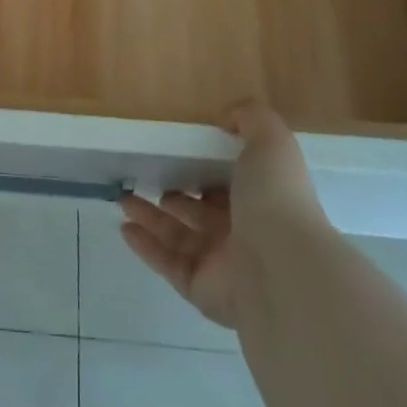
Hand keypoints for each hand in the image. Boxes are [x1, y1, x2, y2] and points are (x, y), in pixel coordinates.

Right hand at [119, 101, 325, 326]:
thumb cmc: (275, 199)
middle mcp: (244, 233)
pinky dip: (146, 246)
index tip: (179, 154)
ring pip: (179, 237)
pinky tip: (125, 227)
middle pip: (201, 212)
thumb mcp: (271, 142)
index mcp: (262, 201)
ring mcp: (222, 265)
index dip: (207, 170)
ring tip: (125, 199)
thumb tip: (226, 117)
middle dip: (175, 196)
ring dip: (151, 218)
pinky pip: (168, 263)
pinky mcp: (201, 289)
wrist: (282, 267)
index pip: (230, 185)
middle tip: (149, 179)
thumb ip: (252, 119)